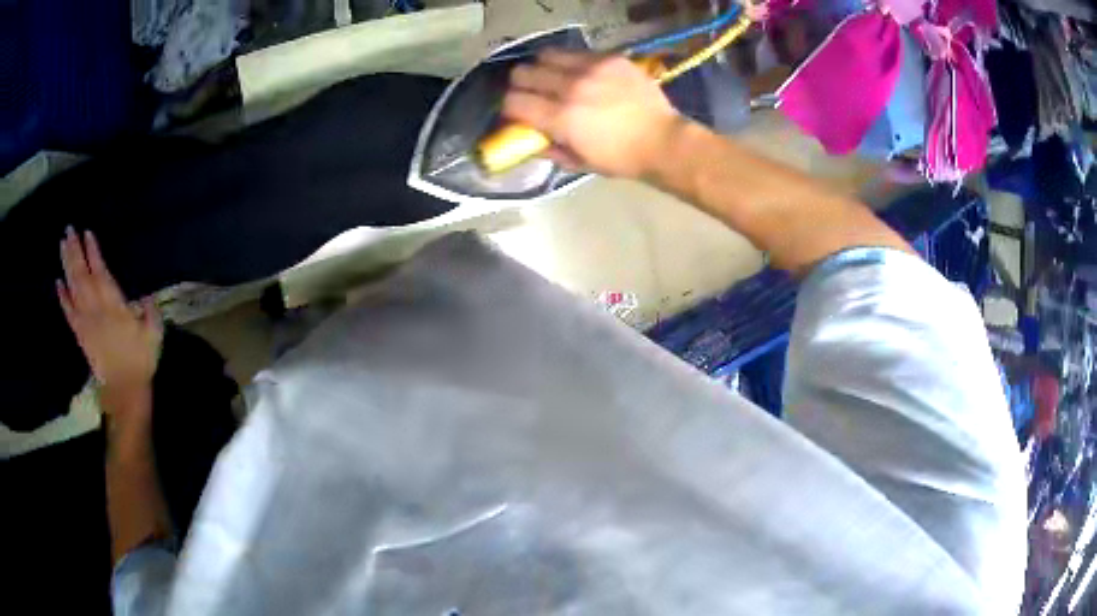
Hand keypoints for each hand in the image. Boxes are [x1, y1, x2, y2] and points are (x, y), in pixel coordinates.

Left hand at [57, 228, 162, 400]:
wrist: (125, 391)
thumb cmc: (140, 361)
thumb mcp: (154, 336)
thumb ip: (150, 313)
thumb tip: (146, 297)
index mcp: (114, 307)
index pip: (100, 273)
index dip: (93, 253)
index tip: (87, 232)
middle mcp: (96, 310)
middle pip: (82, 276)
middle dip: (75, 252)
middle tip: (69, 229)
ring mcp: (86, 322)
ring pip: (73, 289)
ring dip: (67, 266)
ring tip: (63, 245)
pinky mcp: (80, 335)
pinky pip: (69, 313)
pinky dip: (62, 298)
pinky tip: (57, 282)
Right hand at [503, 51, 683, 178]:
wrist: (663, 141)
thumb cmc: (620, 159)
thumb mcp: (578, 163)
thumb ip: (548, 148)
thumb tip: (528, 138)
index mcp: (560, 118)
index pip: (513, 101)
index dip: (509, 107)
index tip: (516, 112)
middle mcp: (570, 88)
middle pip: (523, 73)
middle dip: (521, 85)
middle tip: (532, 92)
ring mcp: (591, 69)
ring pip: (546, 56)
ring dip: (543, 68)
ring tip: (553, 77)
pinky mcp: (610, 58)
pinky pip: (577, 52)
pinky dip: (571, 62)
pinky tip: (581, 73)